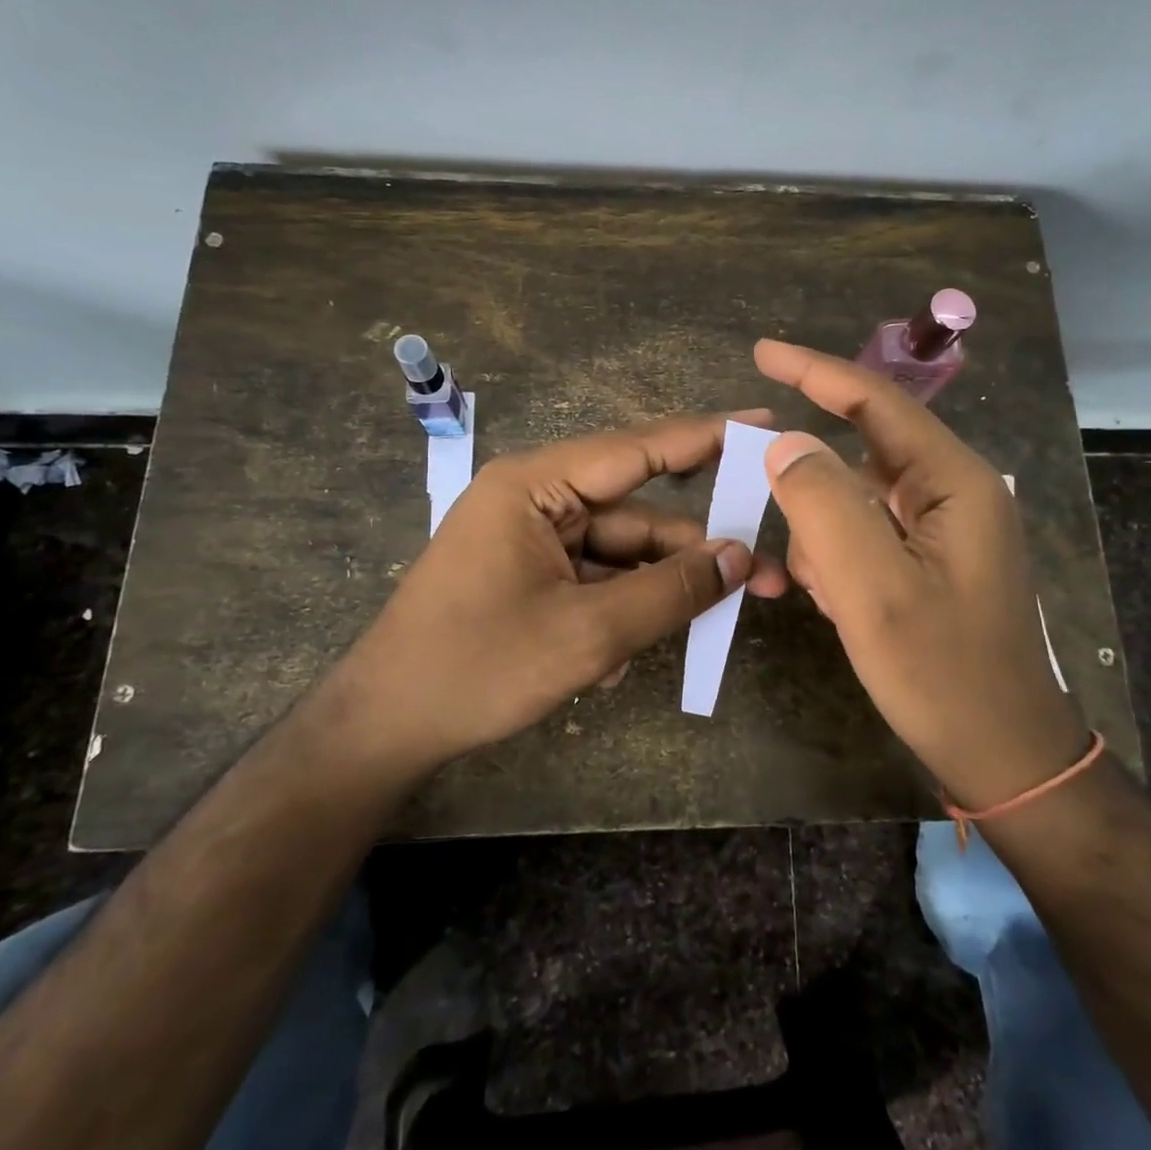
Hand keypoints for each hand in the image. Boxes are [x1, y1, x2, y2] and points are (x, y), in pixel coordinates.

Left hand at [329, 411, 786, 772]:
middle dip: (695, 548)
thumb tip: (740, 558)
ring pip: (619, 552)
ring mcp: (530, 538)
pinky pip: (593, 578)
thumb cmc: (478, 667)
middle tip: (765, 573)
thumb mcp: (587, 634)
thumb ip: (670, 592)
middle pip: (636, 511)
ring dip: (656, 591)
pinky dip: (618, 610)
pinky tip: (618, 661)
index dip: (708, 435)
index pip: (638, 448)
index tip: (765, 423)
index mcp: (536, 485)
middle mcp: (535, 498)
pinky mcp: (528, 573)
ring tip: (708, 627)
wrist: (385, 726)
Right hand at [754, 340, 1087, 809]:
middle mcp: (953, 491)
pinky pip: (866, 534)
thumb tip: (785, 444)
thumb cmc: (943, 674)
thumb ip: (824, 506)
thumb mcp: (873, 590)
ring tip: (834, 599)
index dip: (815, 372)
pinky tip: (845, 605)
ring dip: (827, 541)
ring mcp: (944, 527)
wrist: (1004, 756)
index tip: (761, 352)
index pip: (876, 402)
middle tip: (803, 556)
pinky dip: (841, 561)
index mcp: (954, 482)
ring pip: (855, 501)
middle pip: (861, 456)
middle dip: (815, 499)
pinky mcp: (931, 558)